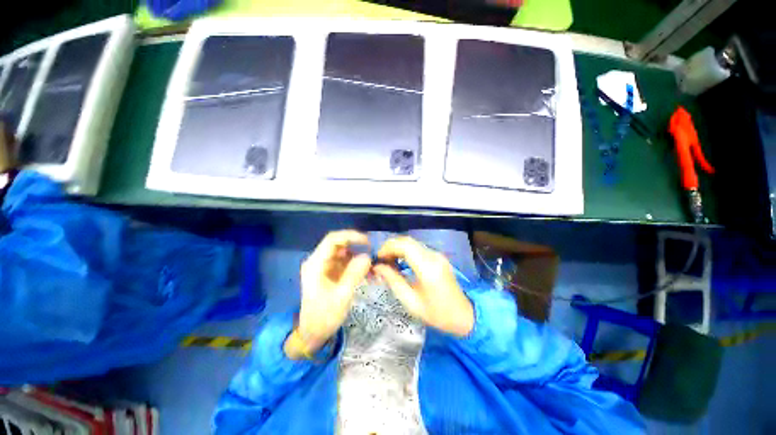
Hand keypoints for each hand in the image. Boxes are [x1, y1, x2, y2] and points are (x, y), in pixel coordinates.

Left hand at [285, 230, 370, 359]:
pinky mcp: (331, 273)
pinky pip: (347, 263)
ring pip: (345, 254)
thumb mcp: (341, 297)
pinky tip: (369, 275)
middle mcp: (319, 261)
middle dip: (358, 247)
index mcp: (316, 264)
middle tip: (374, 254)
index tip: (368, 242)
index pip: (332, 240)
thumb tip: (368, 256)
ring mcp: (325, 267)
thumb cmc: (324, 317)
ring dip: (360, 258)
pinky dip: (358, 266)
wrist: (312, 334)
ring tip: (374, 268)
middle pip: (340, 245)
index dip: (351, 236)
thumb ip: (354, 275)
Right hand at [374, 236, 473, 336]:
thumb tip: (378, 267)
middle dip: (390, 246)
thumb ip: (393, 280)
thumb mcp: (411, 302)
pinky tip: (399, 261)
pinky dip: (405, 251)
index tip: (377, 258)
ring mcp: (437, 254)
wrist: (464, 315)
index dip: (388, 247)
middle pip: (407, 241)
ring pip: (412, 242)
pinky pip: (417, 248)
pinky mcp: (438, 256)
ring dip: (397, 248)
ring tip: (387, 261)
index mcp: (427, 268)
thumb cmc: (437, 313)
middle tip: (380, 260)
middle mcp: (433, 256)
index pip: (405, 245)